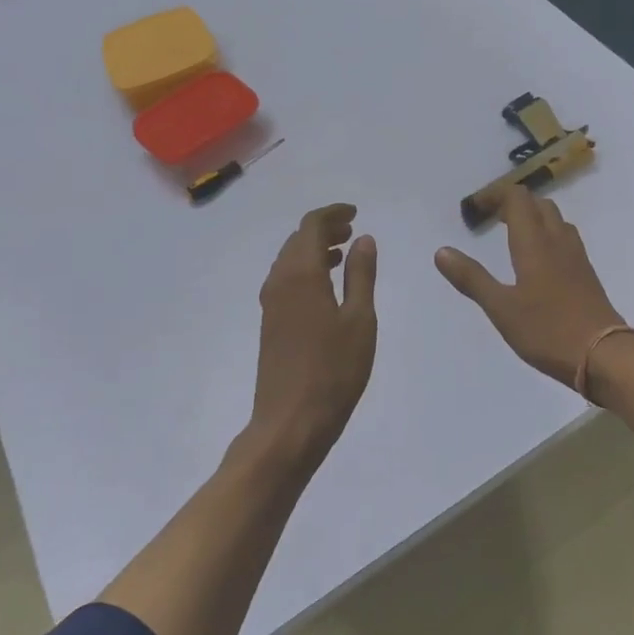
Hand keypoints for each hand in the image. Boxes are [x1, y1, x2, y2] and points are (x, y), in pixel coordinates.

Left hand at [247, 204, 377, 468]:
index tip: (355, 213)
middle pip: (297, 240)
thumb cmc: (334, 370)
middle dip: (324, 230)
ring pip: (289, 261)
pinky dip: (306, 270)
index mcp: (301, 274)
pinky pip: (286, 280)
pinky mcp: (270, 324)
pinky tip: (326, 287)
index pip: (311, 226)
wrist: (291, 422)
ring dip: (314, 250)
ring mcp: (271, 304)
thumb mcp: (359, 320)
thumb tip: (363, 238)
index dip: (333, 214)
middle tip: (352, 231)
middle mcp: (279, 282)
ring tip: (343, 255)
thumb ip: (361, 275)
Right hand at [434, 188, 626, 388]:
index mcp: (534, 242)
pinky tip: (538, 260)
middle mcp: (558, 240)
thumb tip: (442, 251)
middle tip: (492, 220)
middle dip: (514, 204)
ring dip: (533, 218)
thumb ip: (472, 279)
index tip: (476, 209)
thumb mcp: (501, 308)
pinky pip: (565, 239)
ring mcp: (576, 256)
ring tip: (512, 235)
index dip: (496, 195)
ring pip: (555, 220)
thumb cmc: (547, 330)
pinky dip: (547, 235)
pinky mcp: (586, 273)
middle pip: (538, 204)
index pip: (517, 198)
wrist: (604, 354)